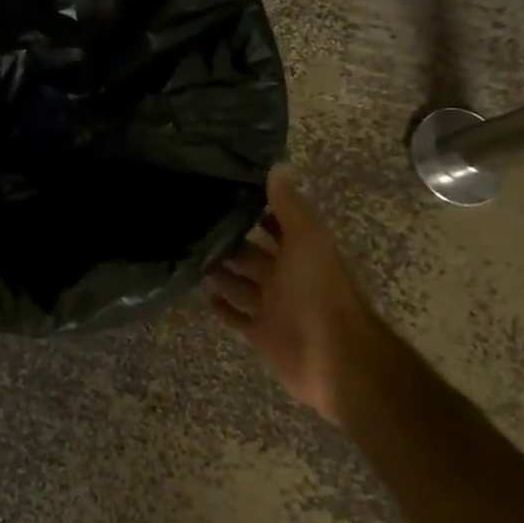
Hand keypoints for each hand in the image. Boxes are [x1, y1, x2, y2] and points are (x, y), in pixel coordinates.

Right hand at [206, 166, 373, 421]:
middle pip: (254, 255)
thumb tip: (277, 165)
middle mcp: (286, 277)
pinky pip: (237, 318)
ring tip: (189, 254)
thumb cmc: (318, 291)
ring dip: (221, 272)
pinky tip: (200, 295)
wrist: (334, 357)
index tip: (224, 194)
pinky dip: (222, 308)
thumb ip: (289, 205)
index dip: (256, 211)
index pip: (275, 225)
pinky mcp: (261, 335)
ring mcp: (273, 307)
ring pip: (241, 285)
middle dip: (231, 241)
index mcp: (300, 252)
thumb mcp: (306, 238)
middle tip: (194, 224)